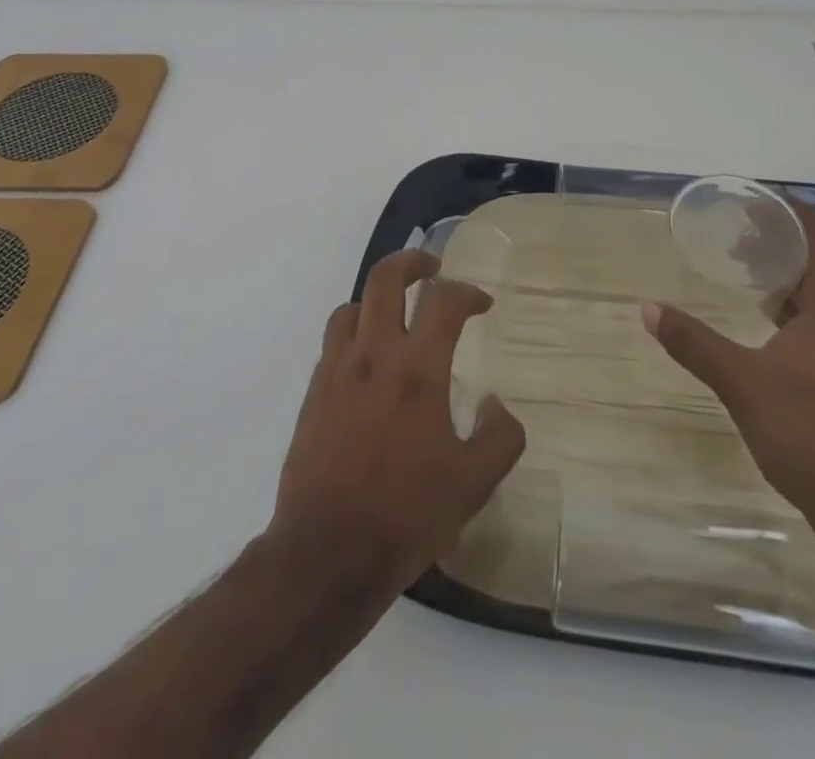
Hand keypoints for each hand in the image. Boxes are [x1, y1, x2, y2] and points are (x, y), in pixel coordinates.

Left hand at [271, 250, 526, 596]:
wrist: (326, 552)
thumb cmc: (406, 515)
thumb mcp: (473, 484)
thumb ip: (500, 437)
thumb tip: (497, 405)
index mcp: (418, 369)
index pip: (444, 300)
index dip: (468, 292)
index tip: (482, 304)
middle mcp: (374, 355)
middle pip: (386, 277)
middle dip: (413, 261)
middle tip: (432, 269)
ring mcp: (337, 370)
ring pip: (354, 305)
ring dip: (378, 299)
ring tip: (396, 315)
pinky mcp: (314, 391)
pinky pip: (334, 341)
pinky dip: (355, 332)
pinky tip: (368, 361)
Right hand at [643, 197, 814, 540]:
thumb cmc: (811, 435)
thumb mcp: (743, 383)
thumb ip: (694, 343)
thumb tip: (647, 309)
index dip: (788, 209)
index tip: (749, 197)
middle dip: (778, 235)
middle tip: (732, 229)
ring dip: (784, 267)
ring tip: (739, 262)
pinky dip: (791, 298)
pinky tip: (762, 312)